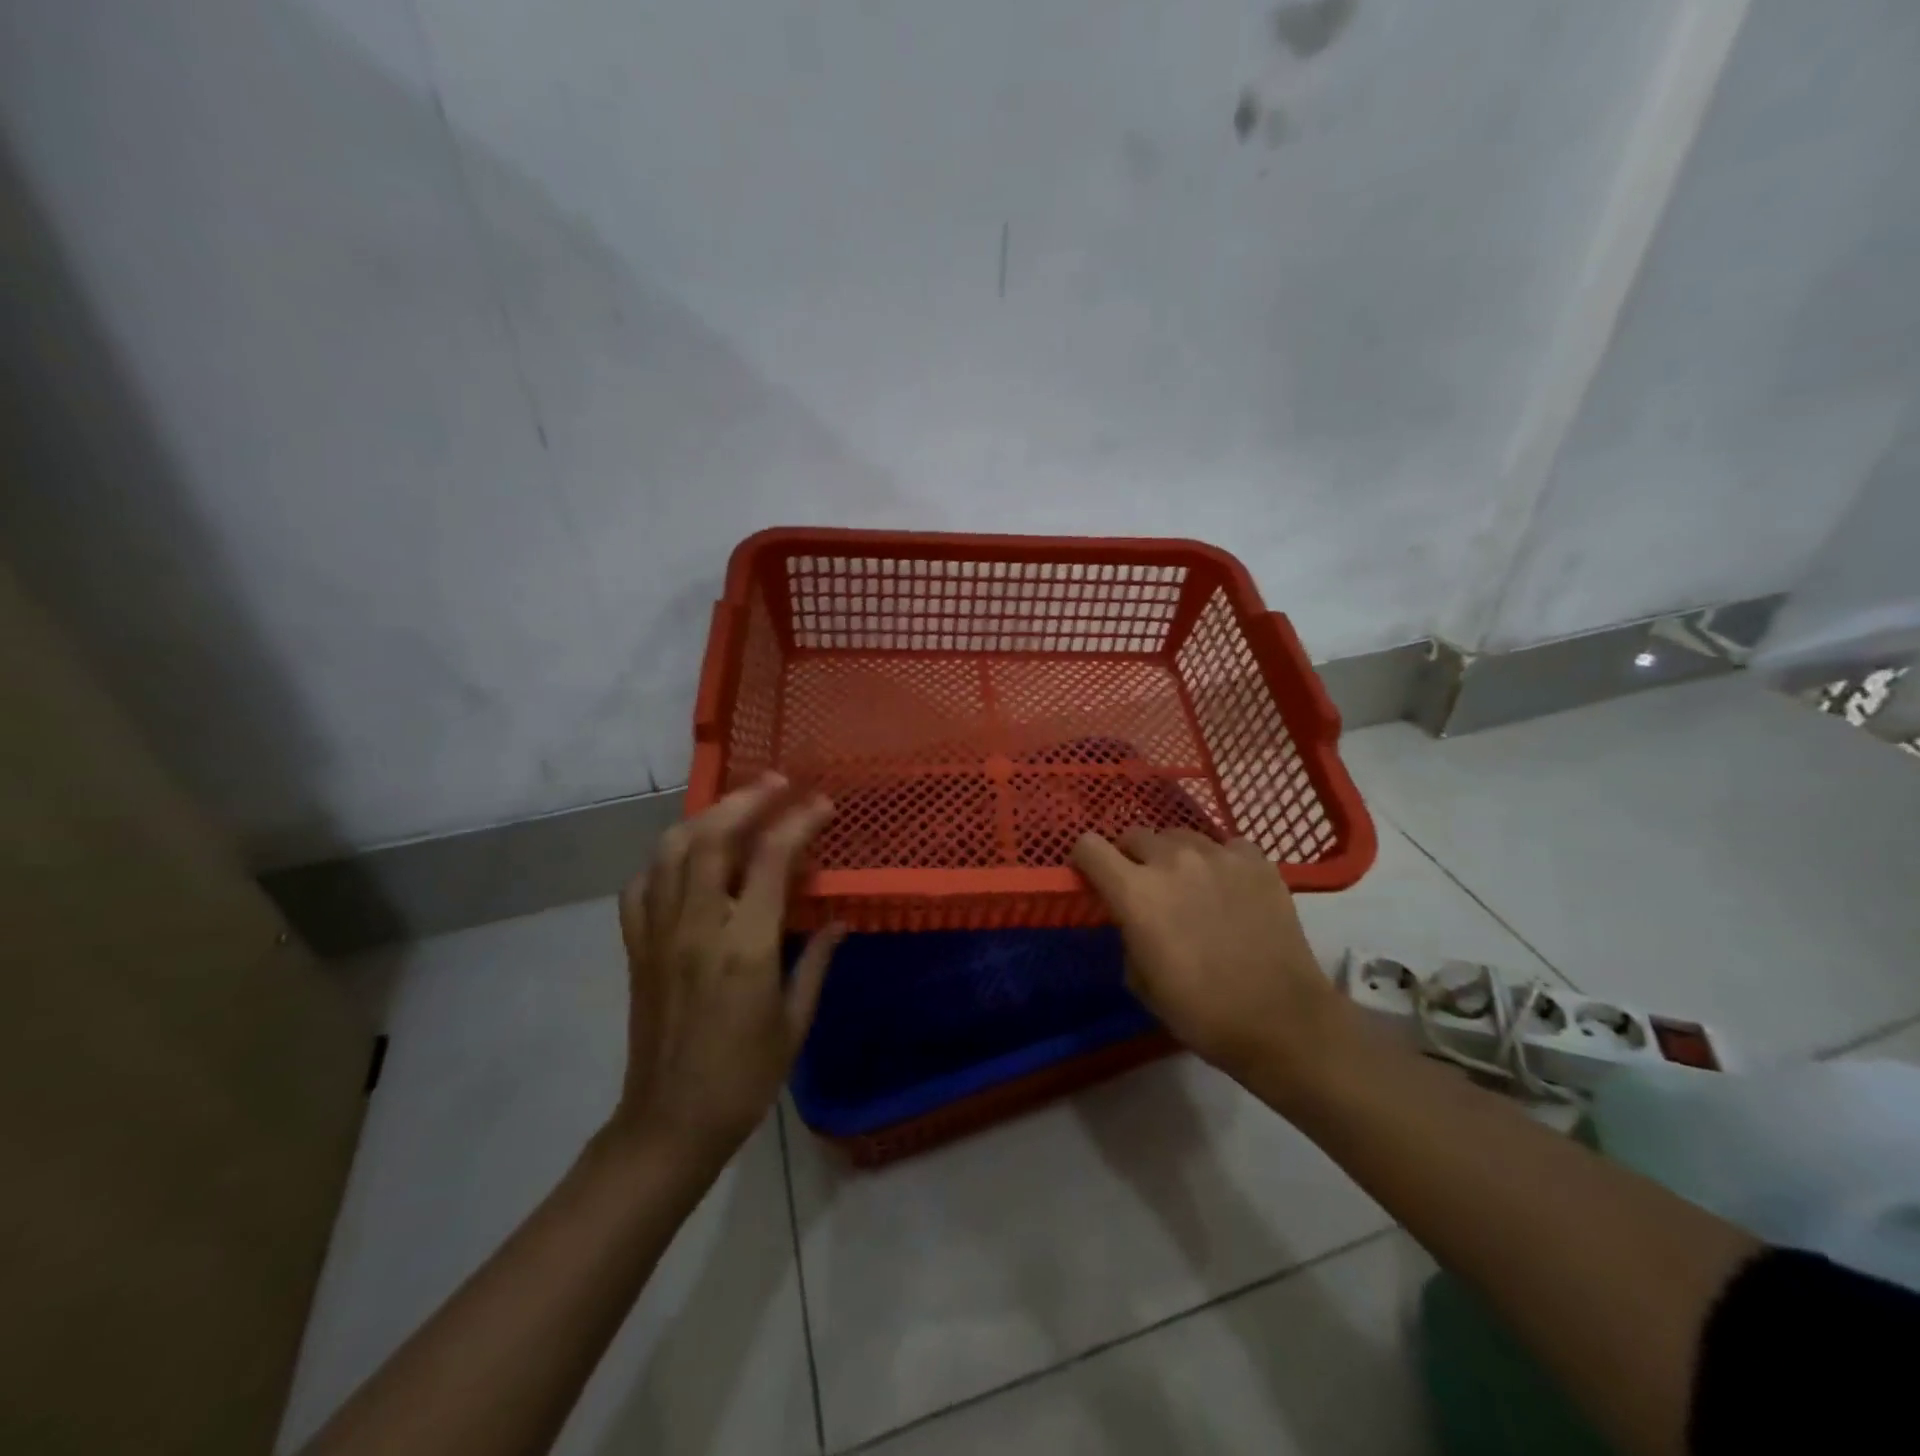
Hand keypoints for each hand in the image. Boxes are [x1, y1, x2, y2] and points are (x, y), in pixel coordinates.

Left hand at [609, 774, 844, 1169]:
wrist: (669, 1125)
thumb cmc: (744, 1079)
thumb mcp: (795, 1023)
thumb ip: (816, 961)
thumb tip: (841, 920)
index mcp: (744, 947)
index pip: (770, 859)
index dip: (799, 821)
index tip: (823, 804)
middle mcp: (697, 928)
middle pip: (713, 837)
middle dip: (747, 799)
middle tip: (778, 782)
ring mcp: (659, 935)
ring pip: (670, 851)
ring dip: (705, 817)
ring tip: (735, 806)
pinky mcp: (637, 948)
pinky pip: (641, 886)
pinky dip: (664, 859)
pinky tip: (685, 858)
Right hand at [1071, 828, 1345, 1086]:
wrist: (1282, 1021)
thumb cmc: (1202, 1012)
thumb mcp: (1141, 982)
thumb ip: (1127, 935)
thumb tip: (1133, 919)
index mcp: (1135, 892)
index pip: (1089, 846)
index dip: (1085, 859)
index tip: (1092, 876)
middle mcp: (1172, 860)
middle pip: (1135, 835)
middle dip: (1130, 857)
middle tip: (1144, 886)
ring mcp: (1218, 855)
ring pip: (1180, 836)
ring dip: (1173, 856)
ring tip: (1189, 885)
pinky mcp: (1256, 861)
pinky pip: (1225, 846)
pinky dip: (1219, 861)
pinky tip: (1229, 888)